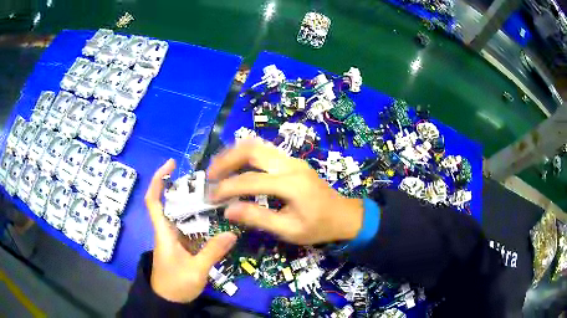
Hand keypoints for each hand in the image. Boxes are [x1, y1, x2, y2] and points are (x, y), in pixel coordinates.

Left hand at [145, 159, 236, 302]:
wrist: (168, 301)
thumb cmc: (175, 285)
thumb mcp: (196, 270)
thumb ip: (212, 252)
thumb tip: (232, 234)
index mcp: (163, 233)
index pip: (153, 201)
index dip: (158, 180)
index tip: (171, 164)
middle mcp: (166, 231)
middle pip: (170, 202)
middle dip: (183, 188)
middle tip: (205, 180)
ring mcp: (173, 238)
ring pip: (181, 215)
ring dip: (193, 204)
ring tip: (213, 195)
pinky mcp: (180, 246)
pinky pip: (189, 228)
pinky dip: (199, 220)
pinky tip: (213, 219)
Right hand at [207, 139, 363, 244]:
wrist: (344, 215)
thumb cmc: (318, 227)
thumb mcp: (289, 229)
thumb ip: (258, 218)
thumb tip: (228, 210)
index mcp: (291, 184)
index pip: (250, 180)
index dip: (227, 188)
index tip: (210, 197)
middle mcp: (290, 165)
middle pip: (252, 150)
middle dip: (226, 160)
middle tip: (210, 175)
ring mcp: (292, 160)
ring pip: (257, 146)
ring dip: (234, 154)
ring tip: (218, 169)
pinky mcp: (292, 161)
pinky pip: (265, 151)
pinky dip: (246, 155)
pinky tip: (236, 166)